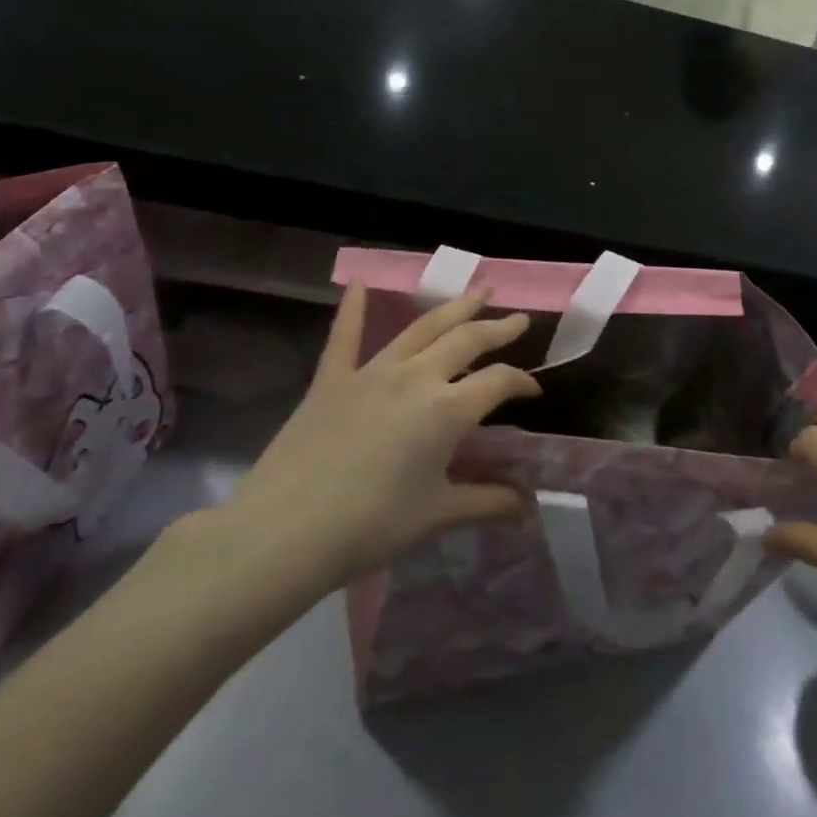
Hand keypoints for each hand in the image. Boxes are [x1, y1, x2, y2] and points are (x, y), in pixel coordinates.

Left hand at [222, 285, 539, 593]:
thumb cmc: (371, 526)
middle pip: (467, 340)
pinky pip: (344, 337)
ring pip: (422, 328)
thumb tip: (528, 505)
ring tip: (479, 290)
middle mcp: (416, 377)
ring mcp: (371, 373)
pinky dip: (352, 309)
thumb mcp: (438, 515)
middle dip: (498, 328)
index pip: (500, 382)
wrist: (283, 534)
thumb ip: (488, 502)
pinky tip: (358, 283)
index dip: (523, 382)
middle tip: (520, 319)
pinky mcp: (331, 381)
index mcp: (449, 409)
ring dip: (454, 306)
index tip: (534, 391)